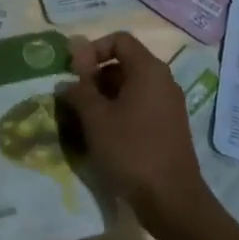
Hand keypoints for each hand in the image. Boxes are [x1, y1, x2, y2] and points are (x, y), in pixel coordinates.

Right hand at [59, 32, 209, 231]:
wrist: (171, 199)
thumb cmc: (131, 150)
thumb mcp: (96, 118)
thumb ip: (79, 90)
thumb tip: (67, 79)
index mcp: (149, 70)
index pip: (119, 40)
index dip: (93, 50)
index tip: (75, 73)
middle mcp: (163, 81)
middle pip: (125, 63)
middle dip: (96, 76)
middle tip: (75, 98)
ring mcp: (169, 105)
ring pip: (131, 87)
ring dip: (104, 96)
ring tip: (84, 119)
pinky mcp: (169, 127)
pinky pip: (140, 106)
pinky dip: (119, 112)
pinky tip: (103, 135)